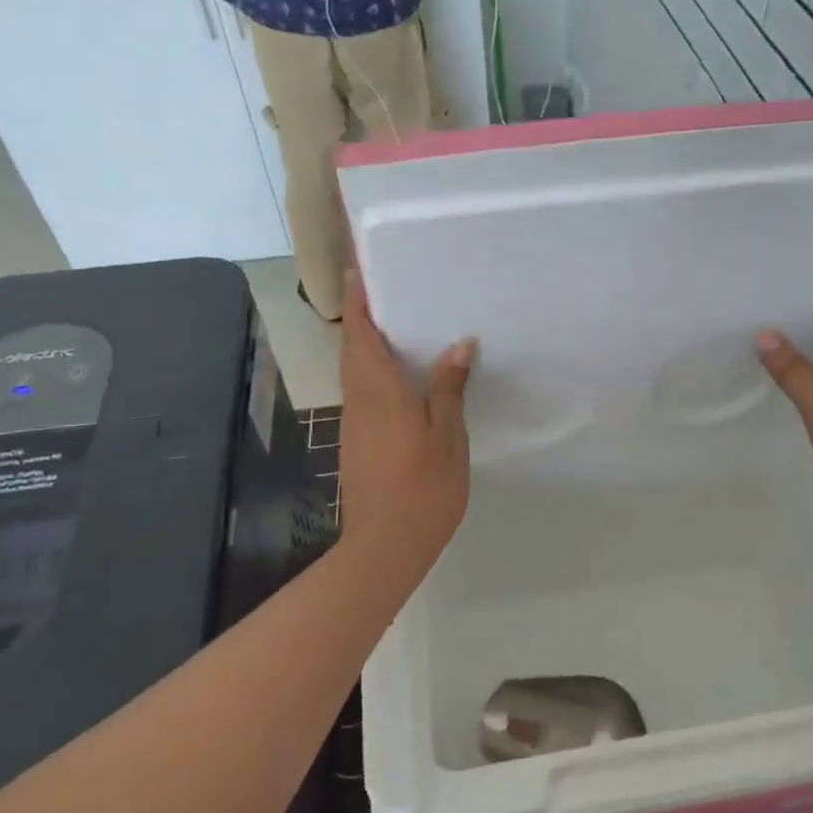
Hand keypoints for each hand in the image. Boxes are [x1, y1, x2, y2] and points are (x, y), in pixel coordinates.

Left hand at [336, 271, 475, 578]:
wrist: (386, 544)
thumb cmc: (422, 486)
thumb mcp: (446, 435)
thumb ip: (449, 387)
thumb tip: (459, 344)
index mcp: (378, 390)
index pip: (360, 332)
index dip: (358, 299)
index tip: (359, 267)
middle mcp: (358, 399)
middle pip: (353, 347)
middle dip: (362, 315)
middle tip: (390, 289)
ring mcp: (354, 423)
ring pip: (356, 370)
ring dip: (369, 343)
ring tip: (401, 324)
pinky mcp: (357, 442)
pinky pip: (363, 392)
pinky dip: (375, 372)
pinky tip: (404, 377)